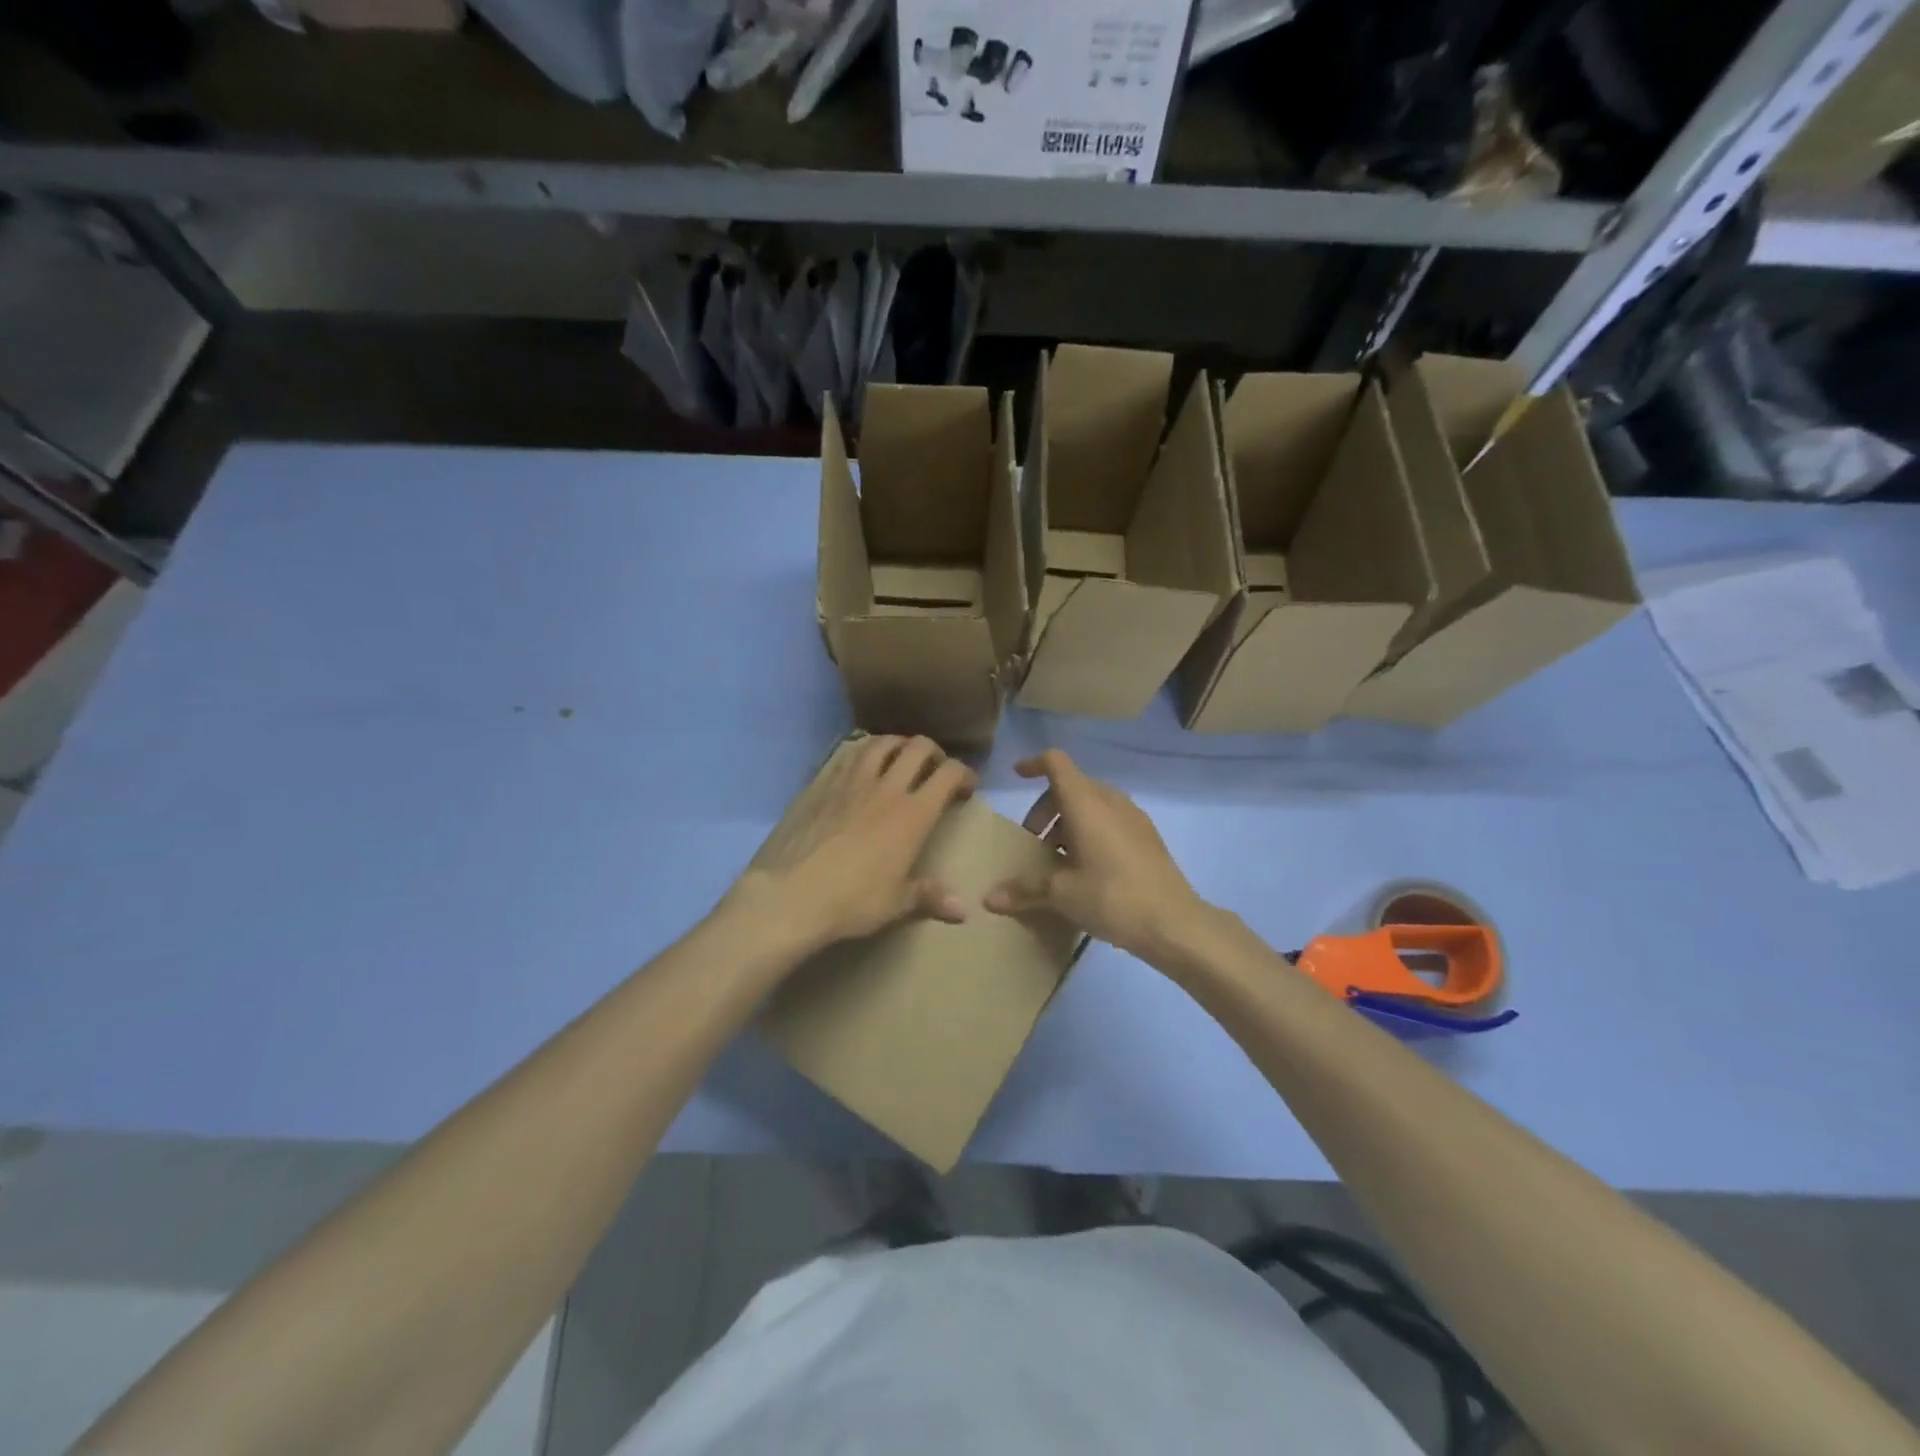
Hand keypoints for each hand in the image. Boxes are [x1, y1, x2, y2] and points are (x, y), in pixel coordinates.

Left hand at [729, 735, 976, 953]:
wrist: (790, 894)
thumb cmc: (851, 901)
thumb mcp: (896, 904)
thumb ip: (930, 897)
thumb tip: (963, 910)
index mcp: (913, 814)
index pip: (948, 774)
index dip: (964, 773)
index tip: (966, 786)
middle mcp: (885, 787)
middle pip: (918, 747)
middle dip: (934, 752)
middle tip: (934, 769)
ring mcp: (850, 780)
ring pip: (881, 742)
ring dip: (898, 745)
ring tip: (899, 759)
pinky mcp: (820, 782)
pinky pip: (847, 752)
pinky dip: (863, 751)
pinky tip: (861, 765)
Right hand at [983, 750, 1207, 960]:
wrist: (1174, 923)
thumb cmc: (1112, 897)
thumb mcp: (1062, 894)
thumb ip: (1024, 889)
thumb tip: (989, 898)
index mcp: (1086, 803)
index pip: (1056, 763)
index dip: (1034, 764)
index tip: (1017, 776)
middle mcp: (1110, 801)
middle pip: (1071, 785)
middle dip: (1047, 807)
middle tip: (1034, 842)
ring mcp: (1133, 817)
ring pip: (1092, 803)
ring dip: (1069, 821)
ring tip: (1058, 858)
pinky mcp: (1147, 836)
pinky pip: (1110, 819)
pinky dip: (1090, 830)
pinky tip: (1087, 868)